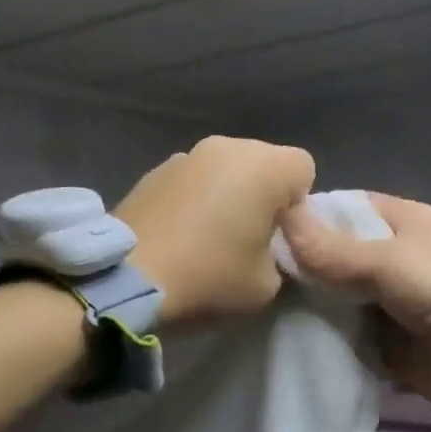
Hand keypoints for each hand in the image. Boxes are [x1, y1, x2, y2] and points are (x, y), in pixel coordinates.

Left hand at [115, 136, 315, 325]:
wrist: (126, 280)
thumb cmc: (208, 278)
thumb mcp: (267, 284)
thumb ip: (280, 255)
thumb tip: (265, 243)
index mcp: (263, 166)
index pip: (304, 168)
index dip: (298, 204)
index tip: (278, 236)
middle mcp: (226, 147)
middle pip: (263, 163)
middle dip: (262, 195)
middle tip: (245, 238)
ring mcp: (185, 155)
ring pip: (225, 170)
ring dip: (226, 195)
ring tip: (206, 237)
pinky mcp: (152, 171)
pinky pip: (192, 181)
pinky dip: (193, 200)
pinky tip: (178, 234)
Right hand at [278, 193, 430, 417]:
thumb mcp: (389, 262)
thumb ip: (332, 249)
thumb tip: (279, 217)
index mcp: (404, 222)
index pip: (346, 208)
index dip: (308, 215)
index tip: (260, 226)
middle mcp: (395, 257)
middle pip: (336, 254)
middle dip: (300, 264)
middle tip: (251, 273)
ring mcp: (389, 301)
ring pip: (336, 296)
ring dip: (308, 304)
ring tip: (257, 306)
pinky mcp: (385, 342)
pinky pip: (344, 333)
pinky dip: (322, 336)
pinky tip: (282, 337)